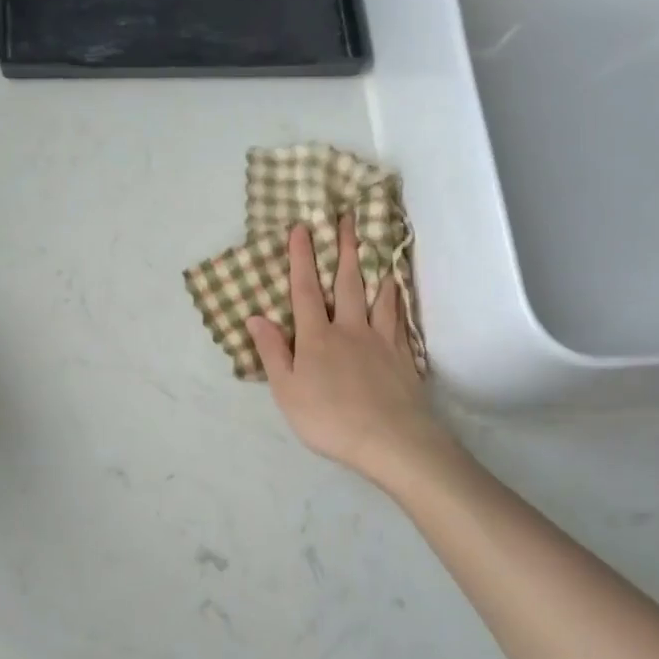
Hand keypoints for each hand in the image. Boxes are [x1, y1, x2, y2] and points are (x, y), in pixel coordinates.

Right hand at [246, 217, 454, 488]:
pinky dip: (397, 299)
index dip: (301, 259)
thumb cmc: (329, 419)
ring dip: (373, 267)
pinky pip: (399, 318)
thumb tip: (256, 317)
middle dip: (344, 249)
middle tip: (347, 219)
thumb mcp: (287, 391)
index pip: (305, 291)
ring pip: (377, 295)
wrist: (391, 439)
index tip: (302, 228)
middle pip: (347, 283)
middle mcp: (349, 330)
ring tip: (376, 243)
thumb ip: (273, 352)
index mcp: (317, 338)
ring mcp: (380, 340)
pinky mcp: (403, 355)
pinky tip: (398, 289)